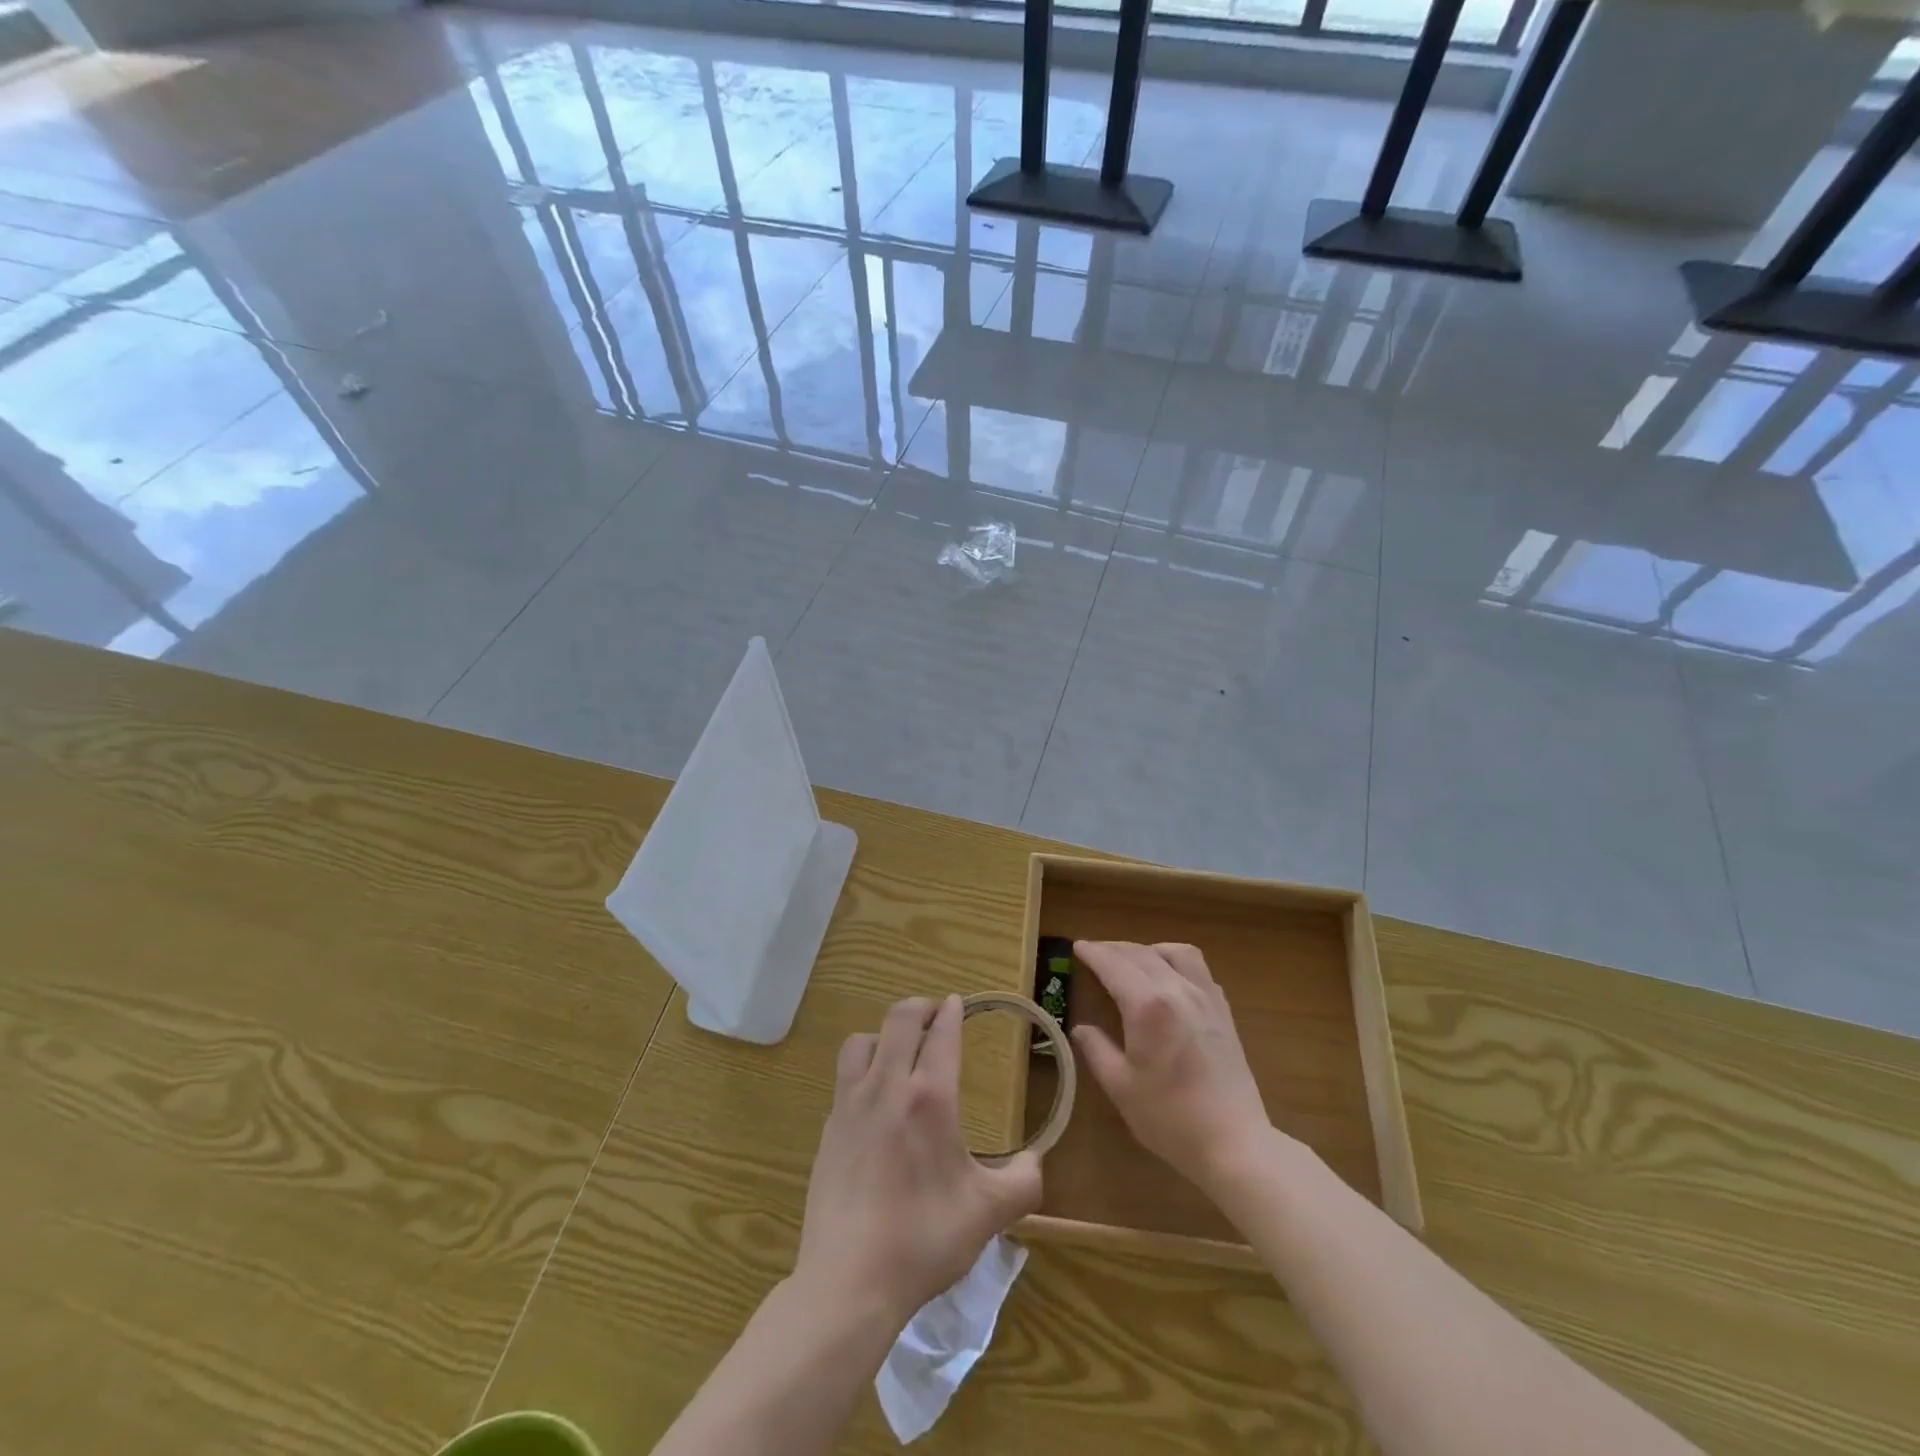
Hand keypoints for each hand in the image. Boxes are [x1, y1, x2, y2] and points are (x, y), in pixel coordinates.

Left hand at [797, 995, 1041, 1324]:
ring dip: (886, 1033)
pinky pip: (845, 1075)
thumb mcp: (988, 1214)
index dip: (952, 1011)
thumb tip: (1036, 1160)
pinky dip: (864, 1067)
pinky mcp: (829, 1127)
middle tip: (936, 1014)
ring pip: (863, 1040)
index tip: (958, 1003)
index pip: (942, 1033)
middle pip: (900, 1019)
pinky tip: (875, 1097)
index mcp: (930, 1097)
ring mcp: (851, 1104)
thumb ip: (1023, 1181)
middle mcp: (887, 1086)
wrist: (848, 1280)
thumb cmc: (924, 1239)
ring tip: (901, 1050)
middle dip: (921, 1007)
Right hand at [1070, 941, 1272, 1195]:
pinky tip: (1169, 980)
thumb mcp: (1121, 1087)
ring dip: (1148, 950)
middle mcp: (1177, 990)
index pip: (1114, 965)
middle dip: (1114, 948)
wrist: (1234, 1143)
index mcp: (1148, 1006)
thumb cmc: (1170, 1118)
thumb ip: (1097, 1050)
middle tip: (1094, 953)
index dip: (1093, 953)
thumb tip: (1080, 1028)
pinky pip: (1198, 969)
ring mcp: (1205, 998)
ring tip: (1133, 961)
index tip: (1076, 946)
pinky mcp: (1223, 1011)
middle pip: (1141, 954)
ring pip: (1175, 953)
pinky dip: (1176, 962)